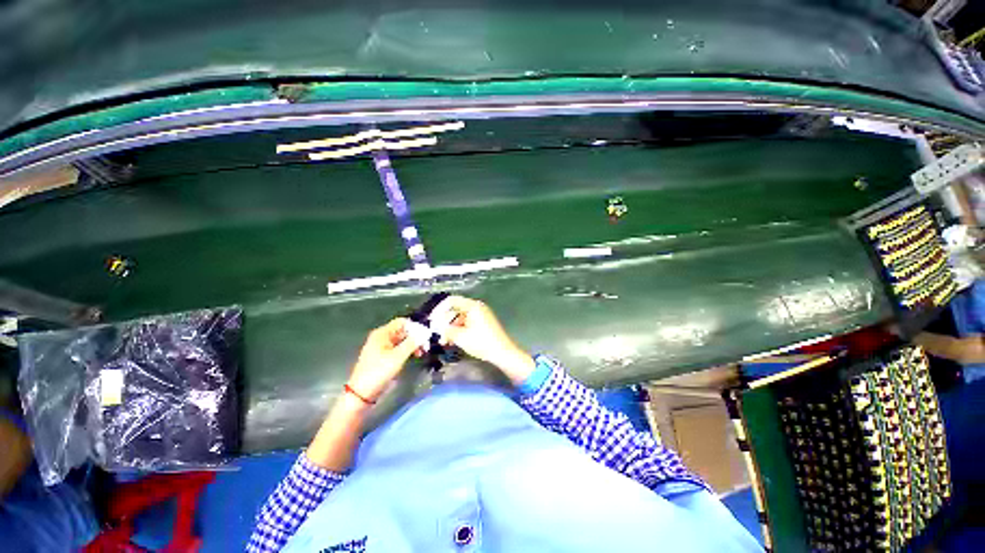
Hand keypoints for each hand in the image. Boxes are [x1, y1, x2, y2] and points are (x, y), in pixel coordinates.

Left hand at [346, 318, 418, 402]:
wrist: (362, 394)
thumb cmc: (379, 372)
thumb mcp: (398, 356)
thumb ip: (412, 342)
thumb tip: (425, 331)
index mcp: (382, 333)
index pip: (402, 322)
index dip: (415, 327)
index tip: (426, 335)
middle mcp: (382, 337)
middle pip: (402, 331)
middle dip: (415, 336)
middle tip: (426, 346)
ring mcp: (382, 347)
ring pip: (401, 340)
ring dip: (412, 344)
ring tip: (421, 353)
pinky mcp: (383, 356)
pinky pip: (398, 348)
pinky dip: (407, 350)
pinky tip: (414, 356)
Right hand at [435, 296, 535, 384]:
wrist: (503, 352)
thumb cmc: (482, 342)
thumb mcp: (460, 337)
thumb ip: (446, 330)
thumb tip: (436, 327)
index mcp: (473, 306)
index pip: (451, 301)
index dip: (439, 309)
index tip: (432, 320)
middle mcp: (477, 307)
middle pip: (456, 309)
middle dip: (445, 321)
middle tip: (437, 334)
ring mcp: (481, 315)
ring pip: (460, 317)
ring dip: (451, 327)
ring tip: (445, 340)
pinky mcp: (483, 323)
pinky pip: (467, 322)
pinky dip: (459, 329)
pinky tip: (454, 341)